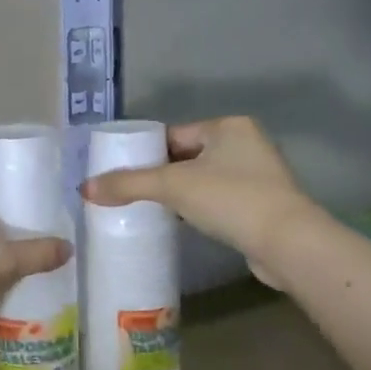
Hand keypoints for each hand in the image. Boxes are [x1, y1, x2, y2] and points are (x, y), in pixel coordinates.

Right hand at [80, 116, 323, 287]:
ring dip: (175, 194)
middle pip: (184, 157)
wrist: (286, 243)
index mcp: (228, 126)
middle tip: (126, 193)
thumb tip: (84, 188)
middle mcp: (245, 143)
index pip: (172, 134)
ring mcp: (256, 174)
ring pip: (200, 179)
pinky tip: (176, 223)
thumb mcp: (172, 186)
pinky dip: (195, 208)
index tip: (118, 172)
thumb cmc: (230, 199)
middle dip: (157, 175)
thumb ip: (127, 184)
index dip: (143, 153)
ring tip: (145, 209)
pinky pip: (215, 199)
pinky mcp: (260, 204)